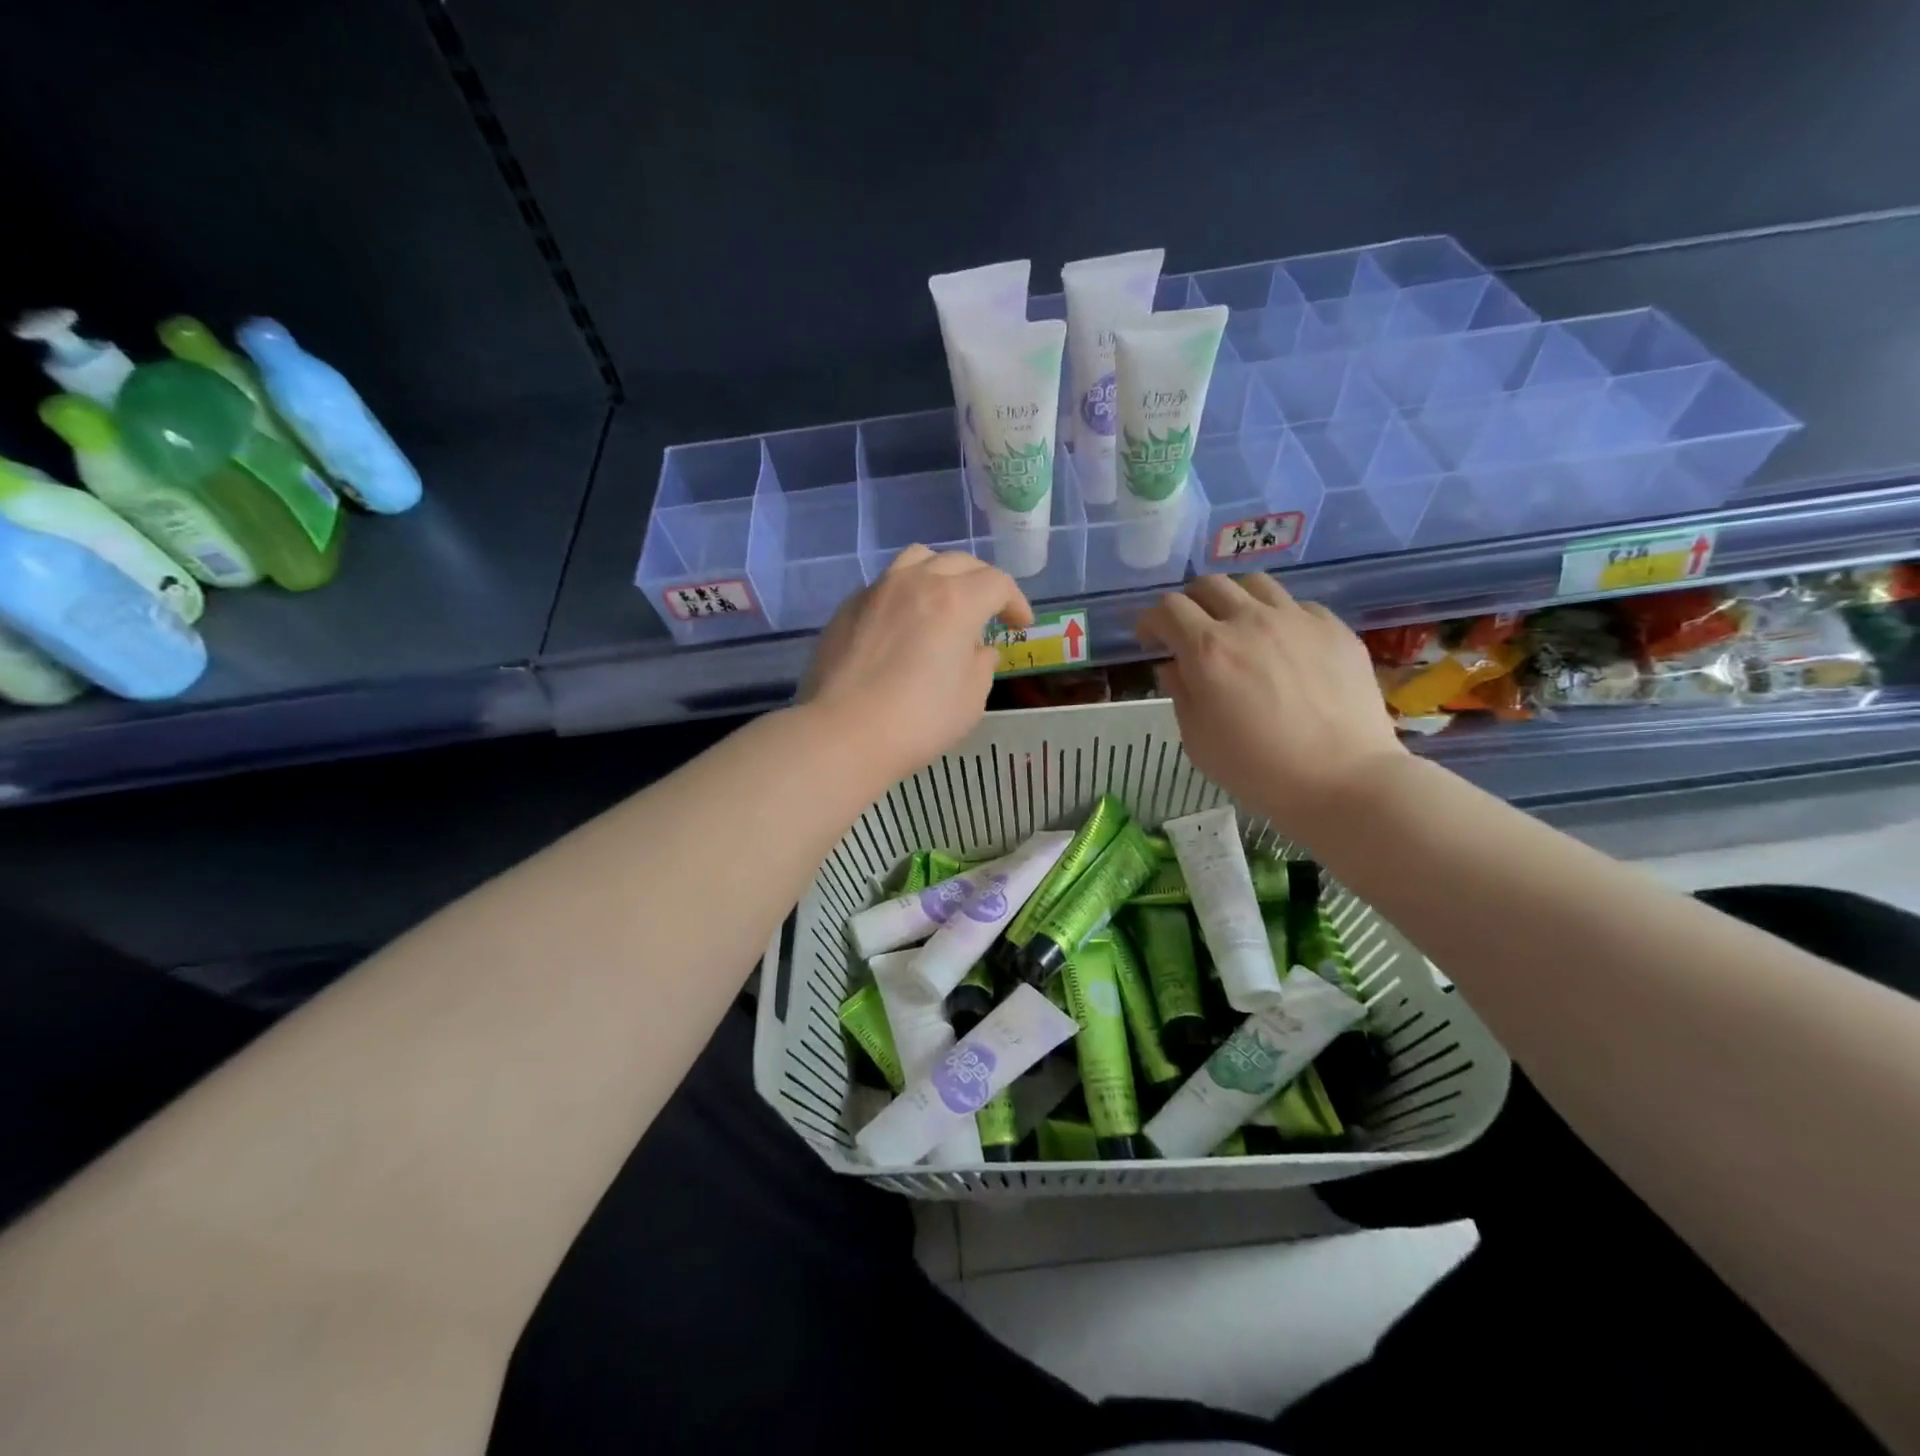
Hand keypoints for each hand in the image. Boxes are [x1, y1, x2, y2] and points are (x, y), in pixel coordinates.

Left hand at [802, 546, 1032, 780]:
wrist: (844, 733)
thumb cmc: (918, 721)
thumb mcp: (970, 699)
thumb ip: (982, 665)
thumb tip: (978, 649)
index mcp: (956, 601)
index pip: (997, 583)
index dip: (1016, 602)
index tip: (1019, 625)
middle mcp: (917, 582)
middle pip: (959, 562)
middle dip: (982, 582)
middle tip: (989, 611)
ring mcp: (877, 590)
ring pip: (917, 559)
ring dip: (940, 573)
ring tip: (944, 600)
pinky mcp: (848, 607)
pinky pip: (885, 584)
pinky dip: (905, 592)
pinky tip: (903, 622)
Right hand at [1137, 574, 1405, 843]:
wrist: (1343, 780)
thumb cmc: (1258, 769)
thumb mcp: (1197, 739)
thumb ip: (1181, 693)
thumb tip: (1174, 666)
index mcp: (1208, 650)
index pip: (1167, 609)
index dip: (1151, 621)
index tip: (1151, 641)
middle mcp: (1249, 621)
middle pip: (1208, 584)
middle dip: (1190, 604)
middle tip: (1191, 632)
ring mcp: (1296, 620)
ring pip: (1254, 583)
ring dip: (1235, 600)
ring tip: (1239, 628)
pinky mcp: (1334, 628)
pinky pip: (1298, 606)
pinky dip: (1279, 618)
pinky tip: (1284, 647)